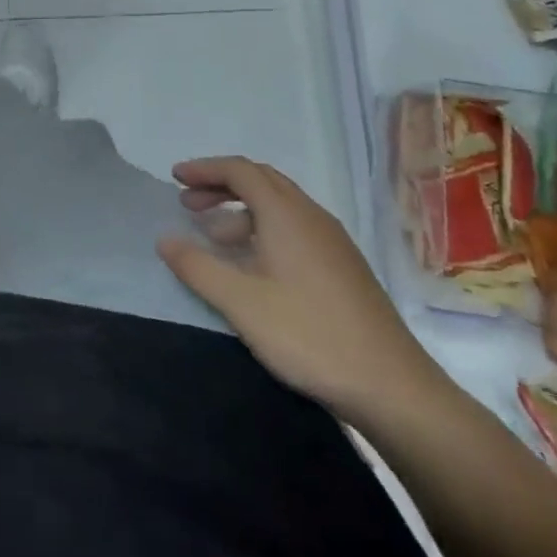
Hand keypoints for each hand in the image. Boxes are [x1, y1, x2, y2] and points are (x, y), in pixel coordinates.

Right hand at [158, 157, 448, 422]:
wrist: (393, 387)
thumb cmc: (309, 336)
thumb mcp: (240, 303)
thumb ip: (197, 266)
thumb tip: (164, 239)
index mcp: (286, 215)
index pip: (240, 171)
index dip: (204, 169)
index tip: (175, 178)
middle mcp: (311, 217)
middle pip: (261, 180)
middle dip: (221, 185)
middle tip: (188, 203)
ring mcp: (333, 242)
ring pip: (280, 205)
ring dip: (241, 210)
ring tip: (214, 239)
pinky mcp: (344, 266)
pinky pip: (295, 227)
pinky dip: (264, 229)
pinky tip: (254, 265)